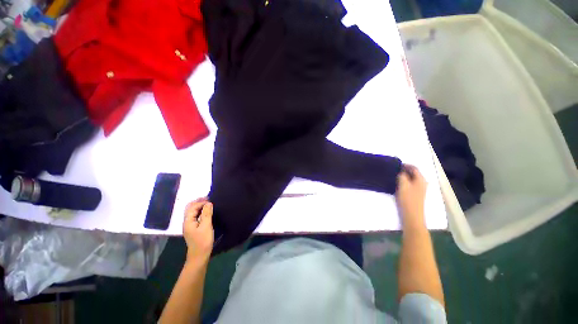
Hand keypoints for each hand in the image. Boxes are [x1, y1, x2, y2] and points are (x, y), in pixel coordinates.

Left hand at [183, 198, 213, 260]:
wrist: (199, 255)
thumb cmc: (203, 240)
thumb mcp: (206, 226)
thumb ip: (207, 214)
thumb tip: (208, 203)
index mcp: (188, 221)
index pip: (193, 207)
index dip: (201, 202)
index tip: (211, 200)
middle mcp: (187, 222)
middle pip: (190, 208)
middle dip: (198, 202)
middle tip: (208, 198)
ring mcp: (190, 225)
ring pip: (192, 212)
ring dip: (199, 206)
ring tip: (208, 203)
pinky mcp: (193, 228)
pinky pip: (195, 216)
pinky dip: (200, 211)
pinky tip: (206, 211)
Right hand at [396, 164, 426, 226]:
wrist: (412, 215)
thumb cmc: (408, 199)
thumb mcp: (403, 185)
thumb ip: (402, 176)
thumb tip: (400, 171)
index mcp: (421, 180)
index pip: (414, 168)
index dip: (405, 165)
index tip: (395, 165)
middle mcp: (422, 183)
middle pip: (413, 173)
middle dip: (404, 170)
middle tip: (393, 170)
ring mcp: (419, 189)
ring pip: (411, 178)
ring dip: (403, 176)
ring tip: (393, 176)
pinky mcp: (415, 194)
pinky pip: (409, 184)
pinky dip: (404, 181)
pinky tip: (397, 184)